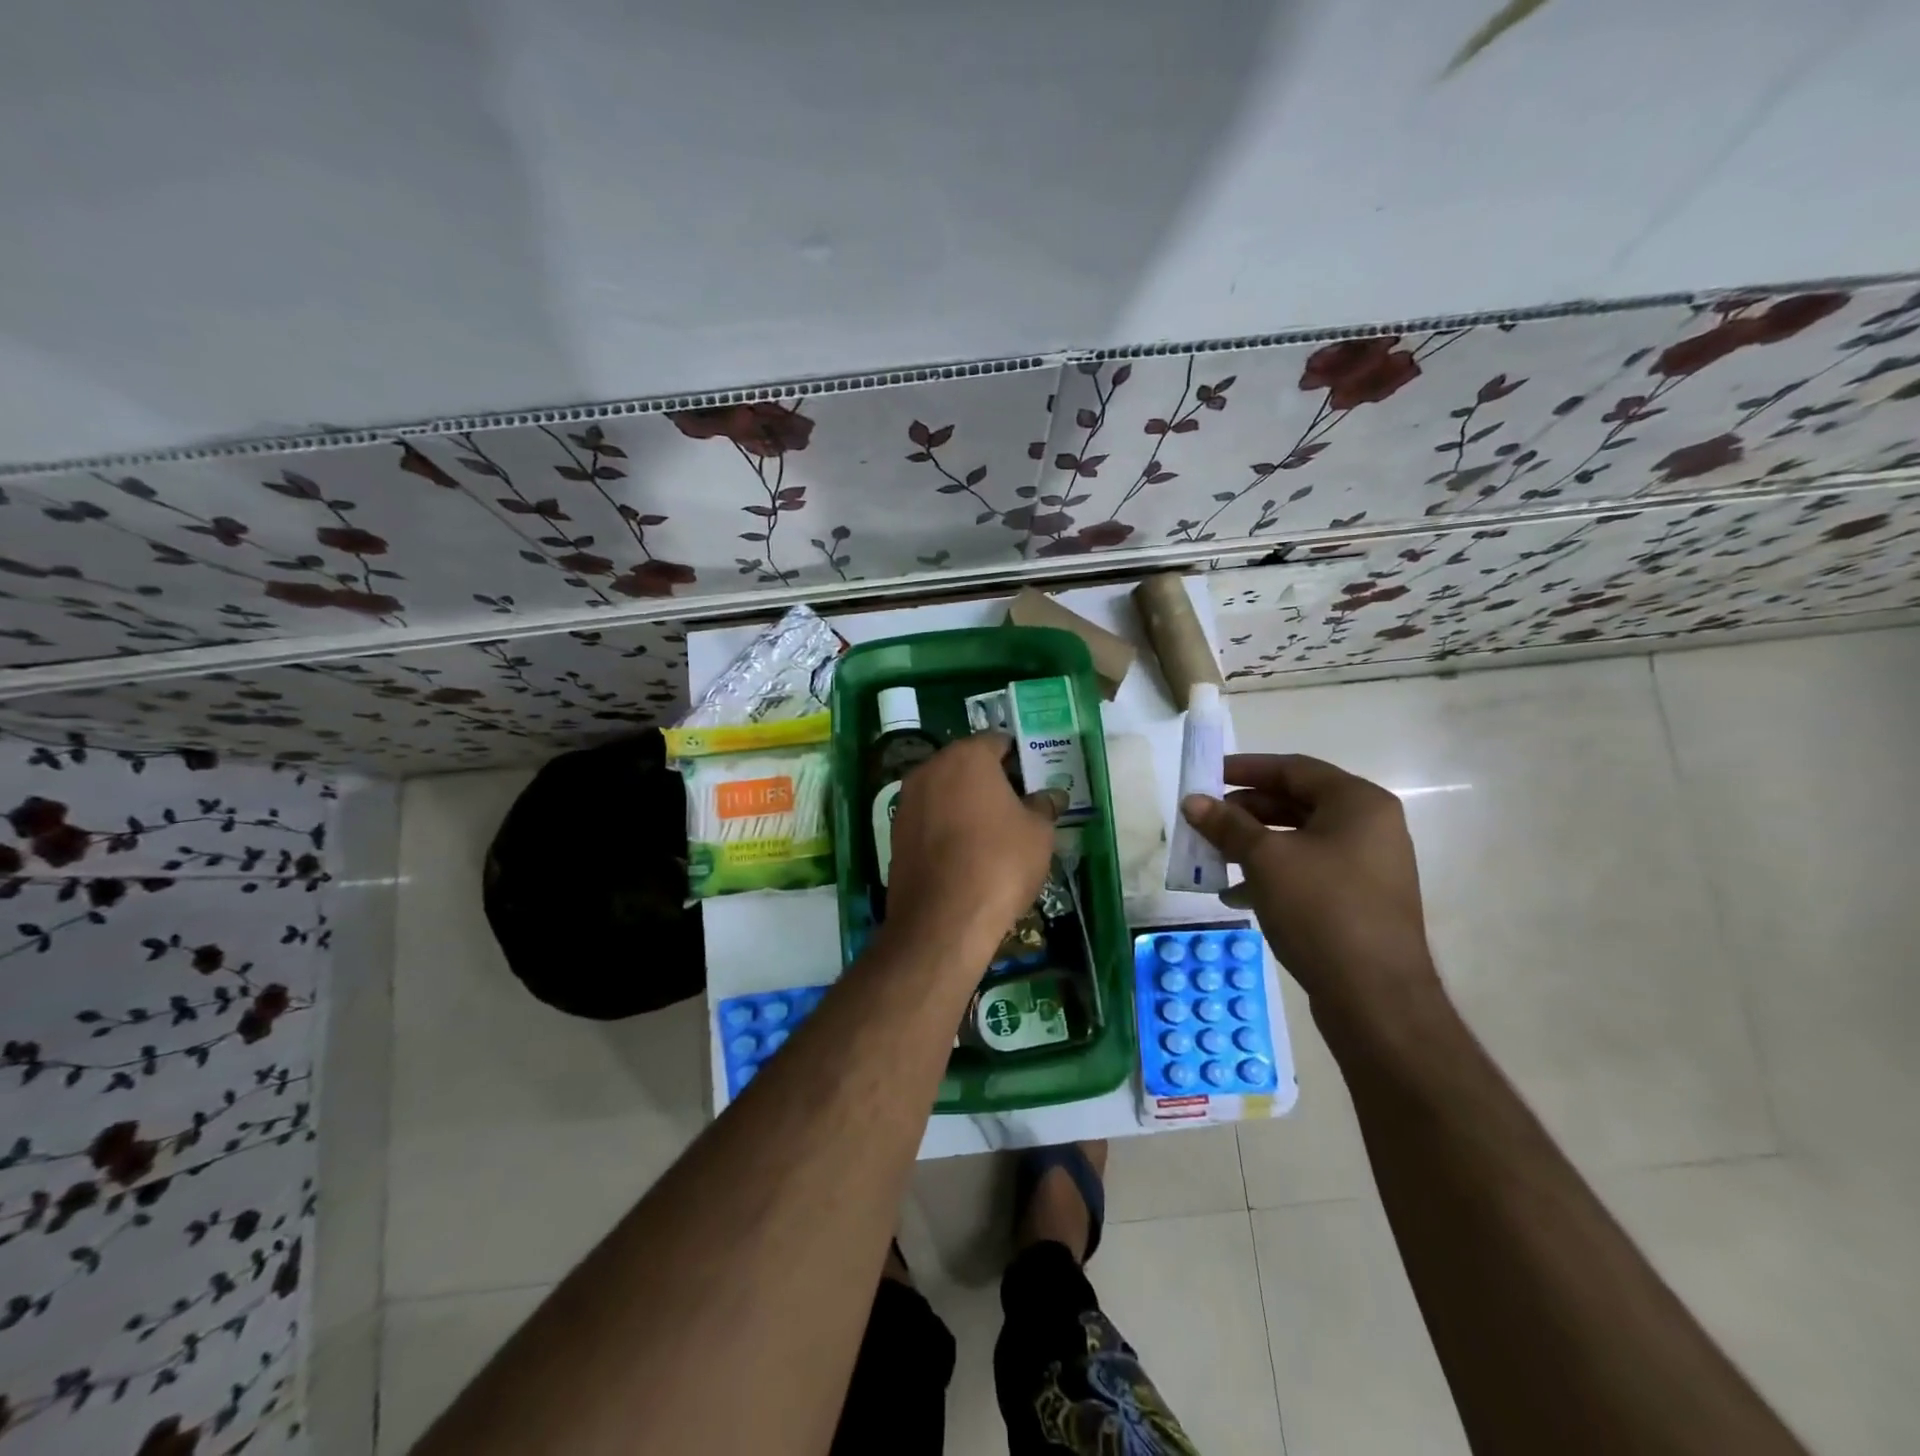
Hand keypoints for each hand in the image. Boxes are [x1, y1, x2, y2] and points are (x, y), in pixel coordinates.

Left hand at [882, 733, 1060, 964]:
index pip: (997, 742)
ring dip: (966, 803)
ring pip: (944, 791)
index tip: (1034, 780)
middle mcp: (930, 769)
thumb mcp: (1038, 832)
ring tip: (994, 832)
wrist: (943, 920)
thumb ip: (1044, 805)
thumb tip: (1051, 794)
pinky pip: (929, 819)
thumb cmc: (999, 862)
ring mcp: (906, 801)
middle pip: (966, 764)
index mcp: (966, 757)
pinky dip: (947, 827)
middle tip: (1018, 806)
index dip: (1019, 759)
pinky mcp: (895, 834)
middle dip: (991, 780)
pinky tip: (966, 853)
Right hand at [1181, 754, 1437, 1010]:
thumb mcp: (1266, 860)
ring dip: (1253, 845)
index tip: (1206, 776)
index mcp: (1358, 803)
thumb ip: (1227, 825)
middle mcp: (1370, 827)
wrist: (1375, 998)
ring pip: (1298, 841)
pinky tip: (1236, 895)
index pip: (1294, 769)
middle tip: (1205, 819)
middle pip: (1296, 803)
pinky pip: (1308, 872)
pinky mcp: (1358, 901)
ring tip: (1213, 857)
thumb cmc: (1322, 910)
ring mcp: (1367, 867)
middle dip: (1245, 811)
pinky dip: (1271, 875)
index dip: (1245, 768)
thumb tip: (1193, 801)